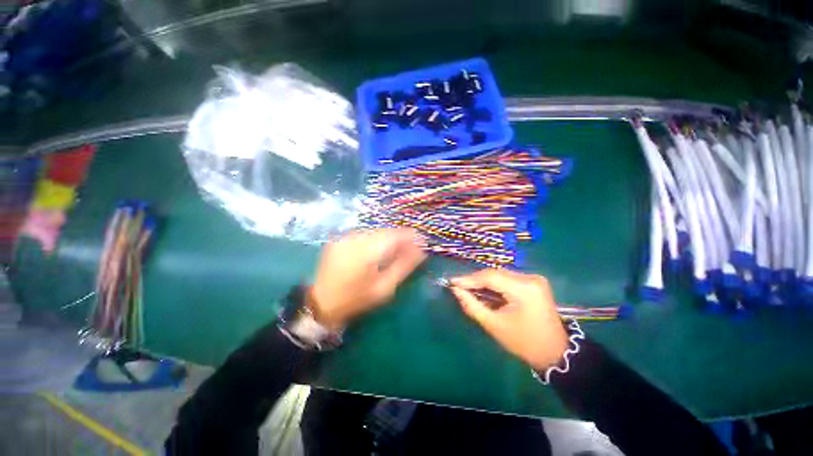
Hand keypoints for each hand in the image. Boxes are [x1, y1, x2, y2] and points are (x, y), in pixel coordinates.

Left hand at [310, 228, 426, 329]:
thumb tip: (422, 251)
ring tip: (397, 248)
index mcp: (366, 251)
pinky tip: (379, 249)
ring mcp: (345, 236)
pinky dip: (375, 239)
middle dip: (400, 237)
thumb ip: (404, 266)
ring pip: (375, 231)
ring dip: (388, 238)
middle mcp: (355, 238)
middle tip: (412, 247)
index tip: (422, 241)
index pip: (394, 235)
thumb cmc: (356, 299)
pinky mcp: (340, 238)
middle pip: (385, 231)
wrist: (321, 302)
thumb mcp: (384, 287)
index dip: (410, 236)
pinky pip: (364, 234)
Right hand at [450, 269, 567, 370]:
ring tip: (469, 288)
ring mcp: (534, 278)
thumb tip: (455, 290)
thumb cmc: (523, 343)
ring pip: (500, 274)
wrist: (554, 352)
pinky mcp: (534, 282)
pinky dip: (495, 283)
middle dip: (475, 280)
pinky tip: (485, 290)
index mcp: (524, 289)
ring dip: (484, 281)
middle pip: (495, 273)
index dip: (469, 279)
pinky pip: (508, 278)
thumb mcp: (494, 325)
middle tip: (459, 286)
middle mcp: (530, 278)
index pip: (490, 277)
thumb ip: (472, 305)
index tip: (452, 282)